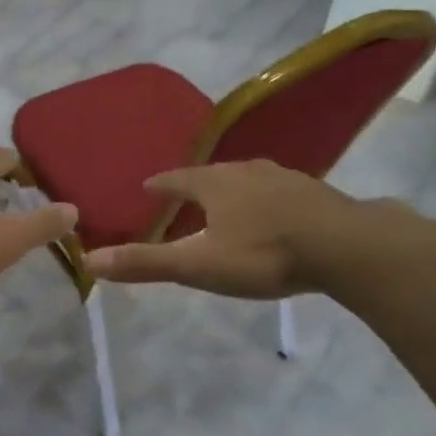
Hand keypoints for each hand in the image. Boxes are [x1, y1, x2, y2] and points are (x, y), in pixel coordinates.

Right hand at [83, 160, 378, 298]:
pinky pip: (279, 189)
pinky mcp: (315, 192)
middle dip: (196, 184)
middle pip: (212, 174)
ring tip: (226, 200)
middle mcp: (246, 171)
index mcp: (215, 184)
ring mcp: (284, 177)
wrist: (345, 246)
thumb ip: (146, 263)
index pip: (177, 178)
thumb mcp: (199, 264)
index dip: (160, 184)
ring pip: (248, 178)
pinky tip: (274, 211)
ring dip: (232, 187)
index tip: (147, 186)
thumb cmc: (264, 253)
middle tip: (185, 195)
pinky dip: (265, 197)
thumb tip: (90, 259)